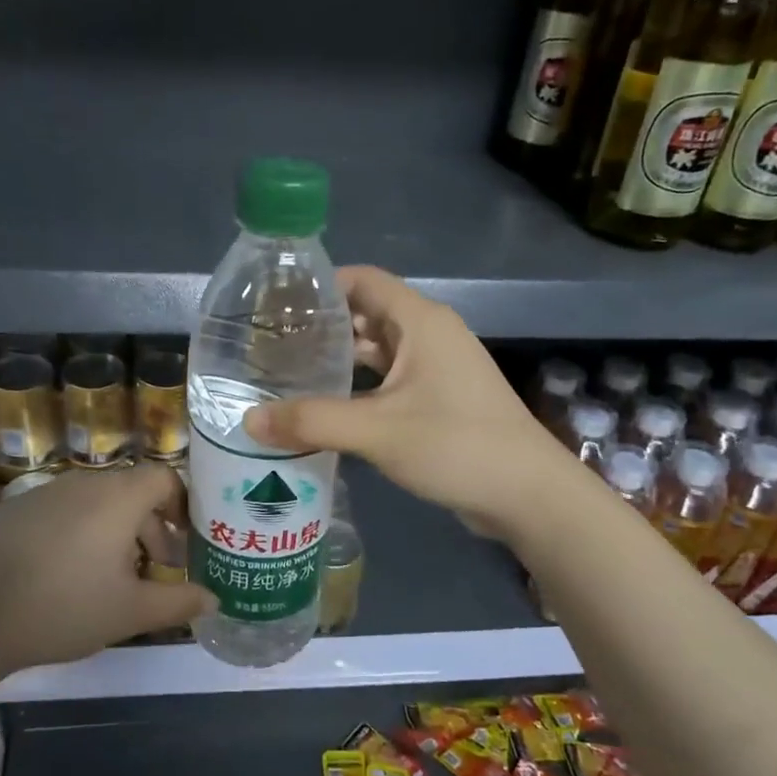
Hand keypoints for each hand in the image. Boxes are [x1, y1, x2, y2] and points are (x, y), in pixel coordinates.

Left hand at [0, 462, 214, 671]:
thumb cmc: (64, 607)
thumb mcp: (130, 612)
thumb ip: (178, 602)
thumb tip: (213, 599)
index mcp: (118, 497)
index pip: (165, 478)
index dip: (183, 505)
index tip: (186, 542)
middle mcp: (84, 483)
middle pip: (132, 493)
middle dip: (151, 529)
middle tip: (155, 571)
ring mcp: (45, 493)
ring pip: (97, 503)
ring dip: (116, 533)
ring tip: (112, 579)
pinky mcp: (16, 510)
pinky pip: (65, 512)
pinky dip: (80, 533)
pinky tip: (66, 576)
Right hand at [244, 266, 563, 538]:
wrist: (528, 495)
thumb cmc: (456, 446)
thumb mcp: (377, 431)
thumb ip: (311, 422)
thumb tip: (248, 420)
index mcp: (420, 322)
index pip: (362, 280)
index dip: (320, 285)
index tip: (275, 304)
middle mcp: (430, 335)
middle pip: (366, 314)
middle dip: (322, 326)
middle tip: (271, 344)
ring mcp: (437, 369)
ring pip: (377, 351)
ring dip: (339, 360)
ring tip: (287, 374)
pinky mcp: (439, 400)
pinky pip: (390, 381)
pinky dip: (359, 387)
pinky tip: (326, 408)